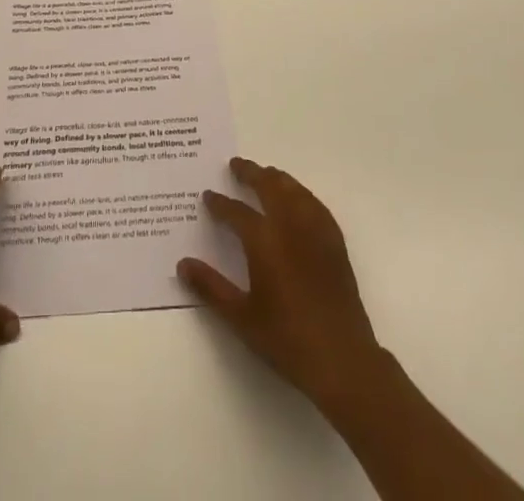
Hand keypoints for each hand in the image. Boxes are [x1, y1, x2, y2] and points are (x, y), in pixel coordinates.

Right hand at [178, 157, 385, 414]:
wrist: (341, 358)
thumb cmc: (286, 338)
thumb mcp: (240, 317)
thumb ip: (210, 287)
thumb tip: (183, 264)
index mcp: (264, 240)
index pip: (236, 211)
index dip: (220, 203)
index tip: (208, 196)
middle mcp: (289, 225)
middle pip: (268, 185)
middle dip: (250, 173)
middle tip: (235, 165)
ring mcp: (315, 230)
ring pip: (293, 189)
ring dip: (276, 178)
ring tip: (264, 174)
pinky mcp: (334, 242)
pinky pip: (314, 204)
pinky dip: (300, 193)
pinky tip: (297, 199)